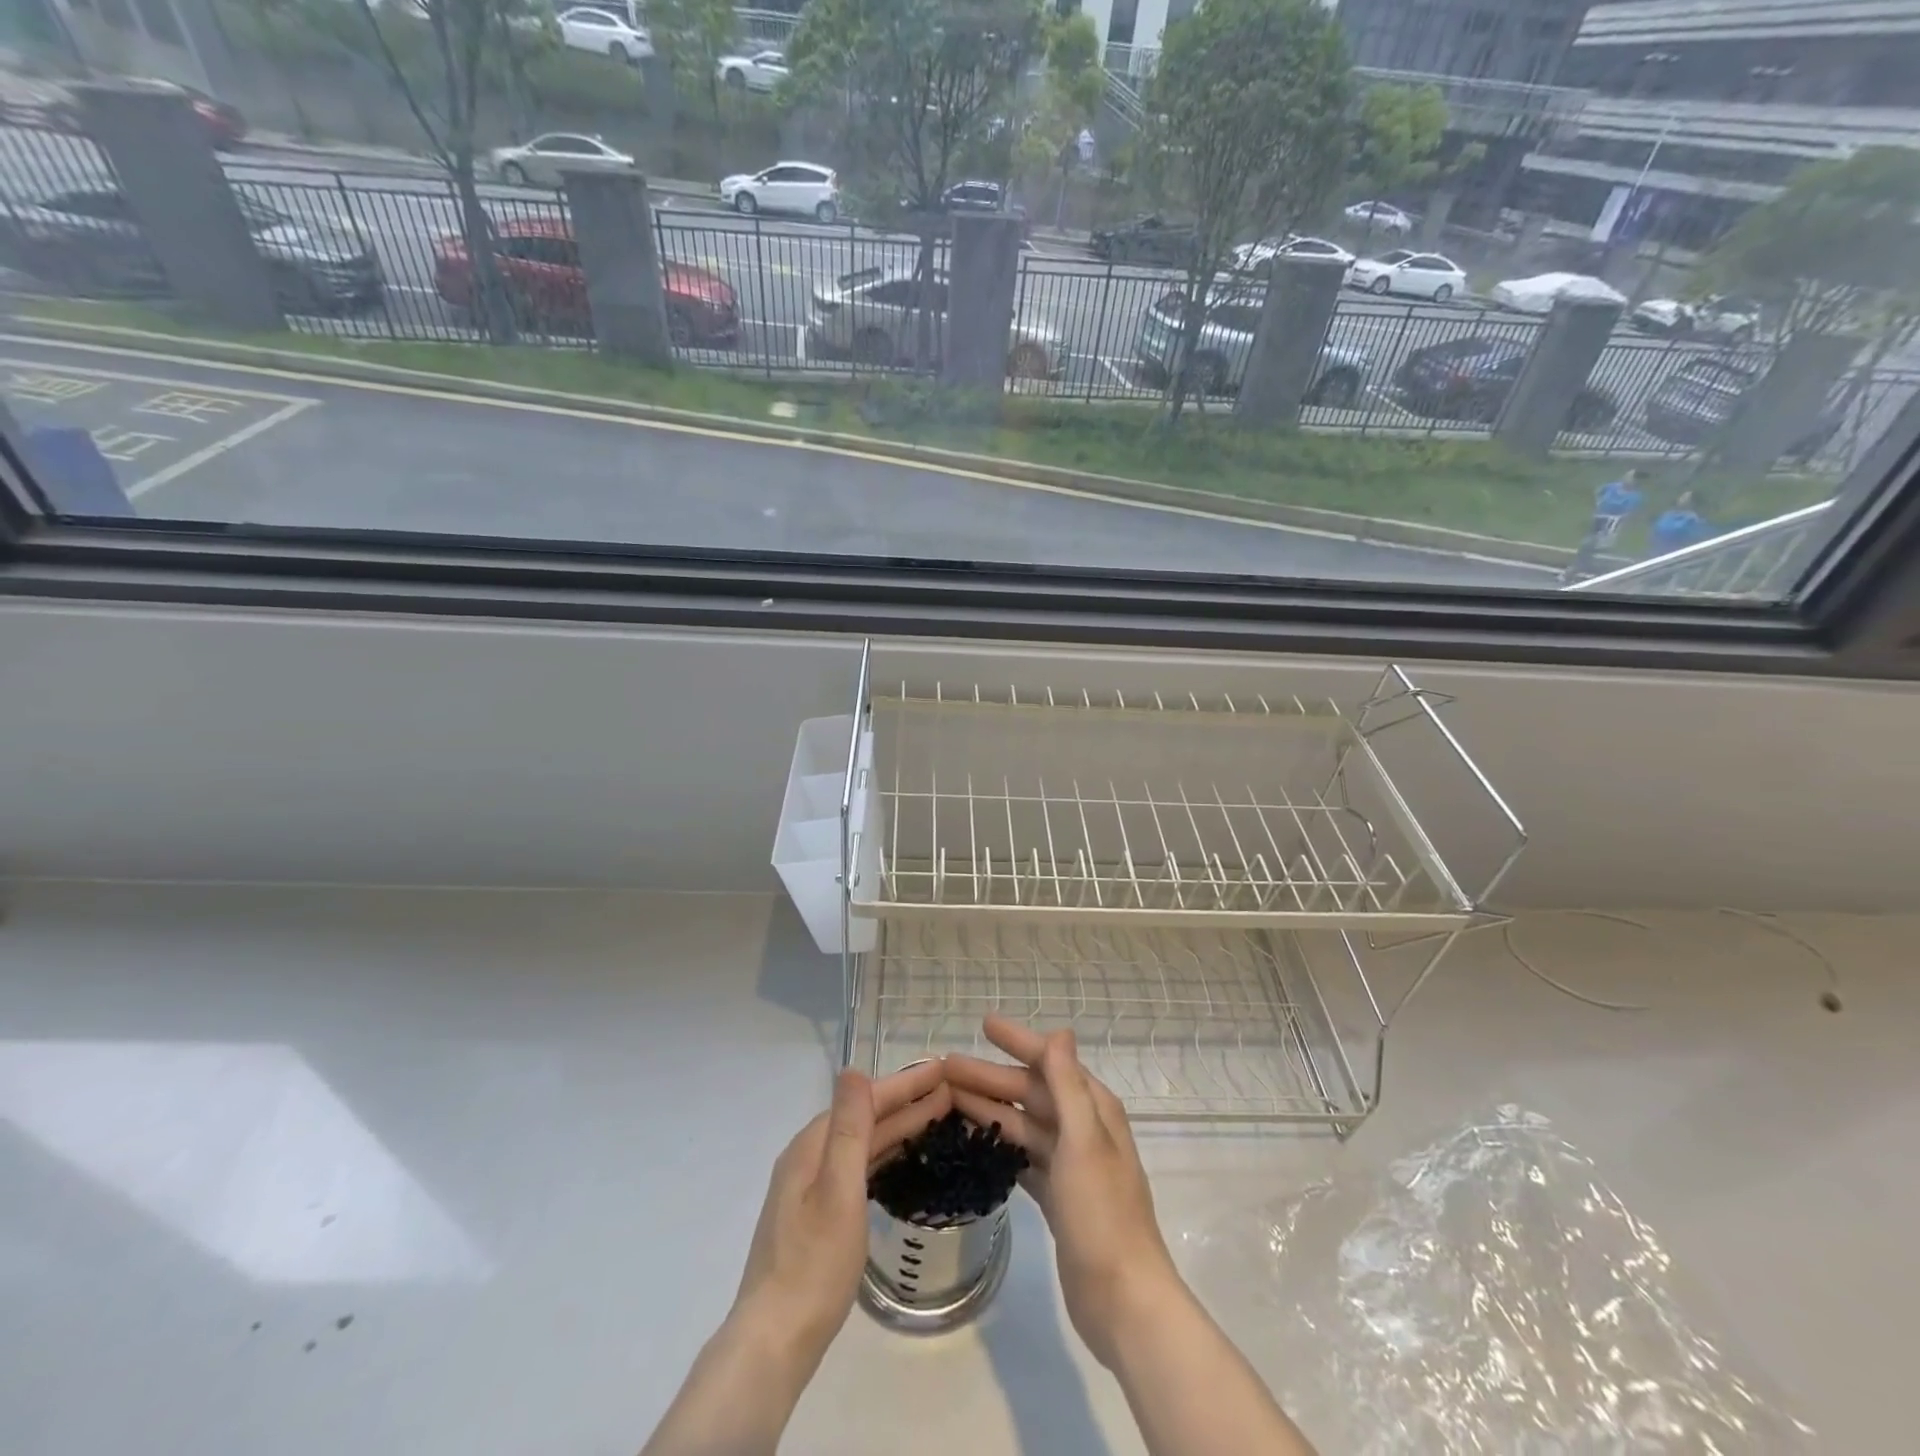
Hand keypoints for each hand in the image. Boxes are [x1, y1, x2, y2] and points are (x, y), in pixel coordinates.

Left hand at [732, 1059, 949, 1363]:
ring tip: (937, 1117)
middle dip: (906, 1102)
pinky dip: (884, 1154)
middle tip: (950, 1091)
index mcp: (811, 1146)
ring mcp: (809, 1188)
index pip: (865, 1100)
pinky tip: (901, 1159)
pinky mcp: (816, 1215)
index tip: (942, 1068)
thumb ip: (849, 1129)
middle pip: (864, 1119)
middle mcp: (808, 1158)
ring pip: (862, 1143)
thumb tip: (853, 1068)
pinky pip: (858, 1167)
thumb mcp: (839, 1191)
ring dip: (898, 1127)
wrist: (774, 1343)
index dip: (904, 1083)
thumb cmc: (813, 1266)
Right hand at [946, 1015, 1182, 1368]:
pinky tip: (972, 1143)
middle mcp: (1083, 1130)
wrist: (1123, 1301)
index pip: (1050, 1061)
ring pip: (1022, 1125)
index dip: (1017, 1040)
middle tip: (945, 1068)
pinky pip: (1022, 1158)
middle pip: (1030, 1093)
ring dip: (989, 1109)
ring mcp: (1070, 1166)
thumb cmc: (1102, 1214)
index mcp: (1093, 1110)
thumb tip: (1061, 1030)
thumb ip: (1068, 1085)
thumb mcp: (1084, 1141)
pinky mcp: (1058, 1198)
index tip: (983, 1024)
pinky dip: (998, 1146)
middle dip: (990, 1077)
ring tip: (947, 1101)